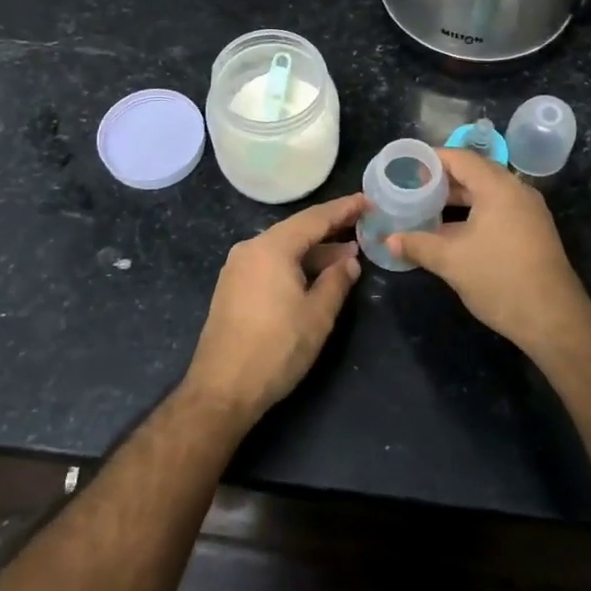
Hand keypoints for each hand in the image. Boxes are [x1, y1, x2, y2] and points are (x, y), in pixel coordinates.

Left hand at [182, 193, 363, 425]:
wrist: (222, 389)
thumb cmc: (276, 348)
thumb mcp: (317, 315)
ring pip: (283, 249)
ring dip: (314, 251)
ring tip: (347, 255)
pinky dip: (295, 264)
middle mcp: (250, 249)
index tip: (367, 201)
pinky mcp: (233, 288)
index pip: (314, 219)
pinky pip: (270, 264)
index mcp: (271, 248)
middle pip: (296, 231)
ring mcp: (237, 268)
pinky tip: (315, 275)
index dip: (343, 209)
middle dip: (330, 230)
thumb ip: (337, 281)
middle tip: (362, 226)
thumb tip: (349, 260)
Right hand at [388, 149, 590, 355]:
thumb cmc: (499, 279)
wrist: (553, 319)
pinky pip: (497, 209)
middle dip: (441, 180)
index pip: (460, 158)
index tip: (406, 167)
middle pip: (474, 173)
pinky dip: (473, 213)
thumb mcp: (451, 261)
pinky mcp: (532, 231)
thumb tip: (388, 241)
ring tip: (425, 209)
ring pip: (486, 193)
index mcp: (498, 187)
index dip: (431, 159)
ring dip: (456, 199)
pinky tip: (451, 231)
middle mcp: (516, 191)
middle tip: (411, 188)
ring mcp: (528, 211)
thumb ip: (417, 245)